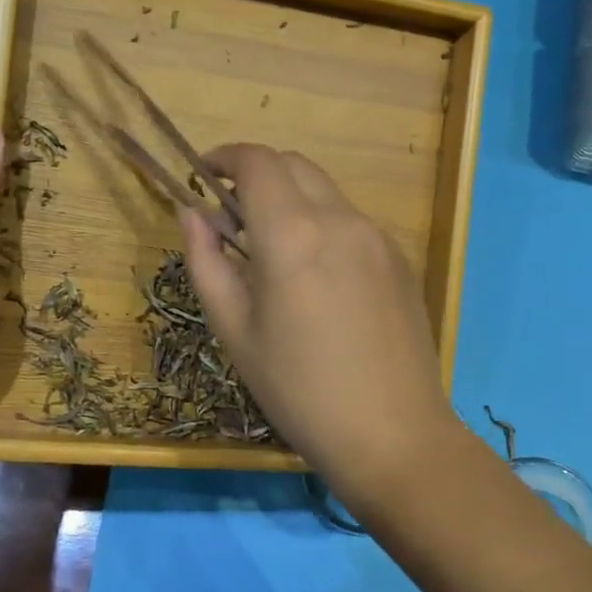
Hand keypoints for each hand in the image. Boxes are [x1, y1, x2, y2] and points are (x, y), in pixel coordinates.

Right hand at [181, 144, 464, 503]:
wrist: (392, 434)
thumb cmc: (298, 390)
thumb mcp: (235, 331)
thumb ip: (206, 262)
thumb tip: (191, 213)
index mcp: (293, 235)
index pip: (257, 162)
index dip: (225, 158)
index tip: (204, 176)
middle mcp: (341, 220)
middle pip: (293, 165)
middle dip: (256, 175)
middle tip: (232, 218)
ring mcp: (378, 237)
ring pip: (325, 192)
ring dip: (291, 200)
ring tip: (273, 253)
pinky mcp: (400, 259)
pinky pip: (352, 222)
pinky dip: (322, 225)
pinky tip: (317, 278)